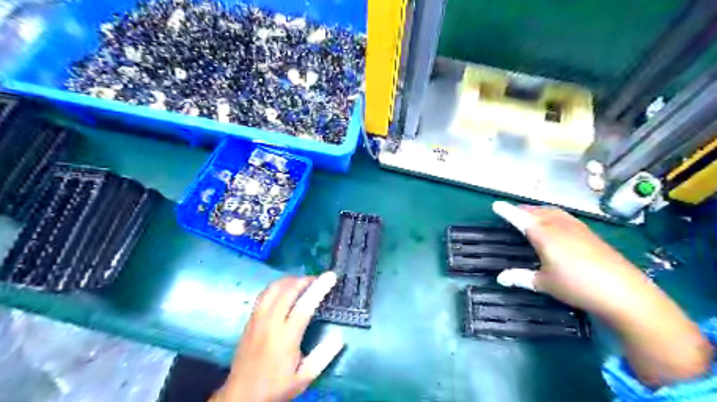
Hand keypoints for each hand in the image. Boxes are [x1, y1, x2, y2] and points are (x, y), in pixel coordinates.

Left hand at [214, 272, 342, 399]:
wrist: (241, 396)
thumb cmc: (276, 386)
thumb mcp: (304, 378)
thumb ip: (323, 356)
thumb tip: (339, 336)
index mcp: (286, 337)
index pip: (304, 305)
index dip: (319, 288)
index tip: (331, 276)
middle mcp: (270, 323)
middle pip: (287, 291)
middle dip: (305, 280)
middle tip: (319, 279)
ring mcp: (257, 319)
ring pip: (273, 289)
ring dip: (289, 280)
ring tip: (302, 282)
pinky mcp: (249, 320)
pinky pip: (263, 294)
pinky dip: (277, 286)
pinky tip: (284, 290)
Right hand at [494, 201, 710, 385]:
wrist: (625, 293)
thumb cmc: (578, 287)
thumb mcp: (545, 284)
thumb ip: (521, 277)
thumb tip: (500, 278)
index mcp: (544, 235)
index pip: (521, 218)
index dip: (507, 211)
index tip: (496, 205)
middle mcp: (560, 226)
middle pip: (537, 211)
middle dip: (523, 209)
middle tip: (512, 211)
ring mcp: (578, 228)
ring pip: (553, 212)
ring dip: (539, 210)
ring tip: (531, 214)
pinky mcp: (591, 234)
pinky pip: (565, 217)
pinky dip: (553, 215)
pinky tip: (556, 224)